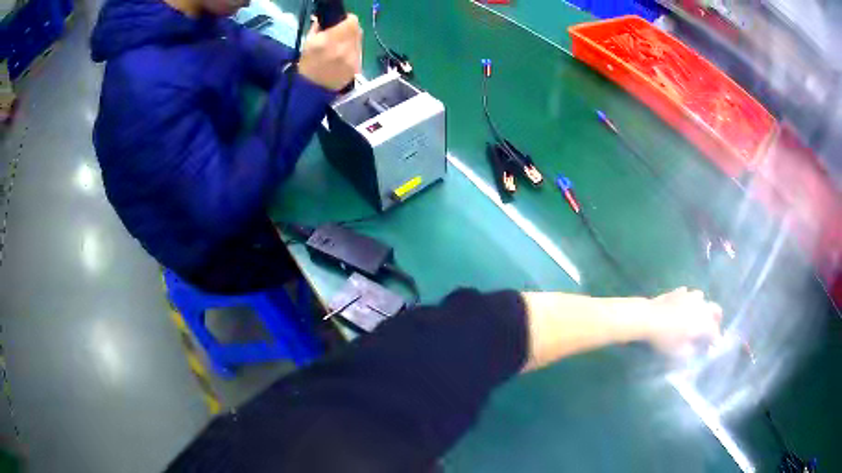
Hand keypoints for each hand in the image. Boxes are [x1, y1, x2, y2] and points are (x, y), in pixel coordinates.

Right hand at [298, 15, 362, 90]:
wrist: (311, 90)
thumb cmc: (307, 65)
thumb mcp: (308, 42)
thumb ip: (318, 28)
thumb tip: (325, 20)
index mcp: (331, 40)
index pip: (352, 22)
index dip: (347, 20)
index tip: (340, 23)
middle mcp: (345, 48)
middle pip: (357, 30)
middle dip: (350, 30)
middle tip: (340, 35)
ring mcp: (353, 59)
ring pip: (359, 42)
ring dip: (352, 41)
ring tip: (340, 48)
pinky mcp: (357, 68)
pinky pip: (359, 53)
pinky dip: (352, 52)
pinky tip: (343, 58)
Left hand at [643, 287, 722, 355]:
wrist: (647, 317)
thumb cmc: (665, 337)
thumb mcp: (679, 352)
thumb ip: (692, 352)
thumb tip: (698, 350)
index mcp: (703, 320)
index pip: (714, 330)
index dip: (716, 338)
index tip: (714, 345)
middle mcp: (700, 305)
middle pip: (714, 309)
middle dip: (716, 319)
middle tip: (712, 328)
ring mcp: (689, 295)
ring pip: (702, 299)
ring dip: (703, 307)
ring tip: (698, 316)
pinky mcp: (677, 291)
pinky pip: (688, 294)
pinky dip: (689, 300)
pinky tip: (684, 305)